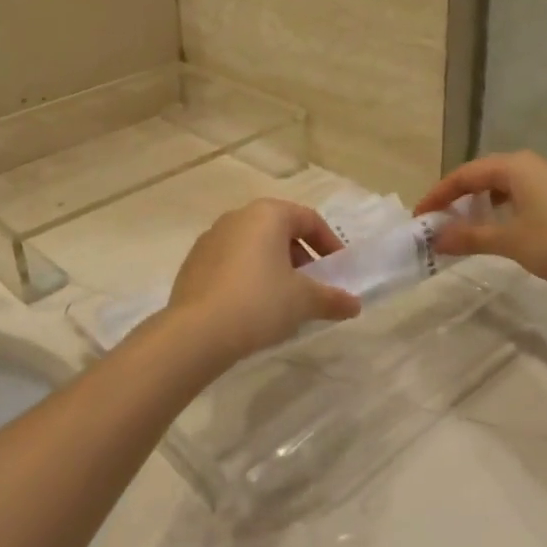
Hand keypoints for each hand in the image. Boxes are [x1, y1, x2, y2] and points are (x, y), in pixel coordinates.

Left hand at [164, 199, 362, 365]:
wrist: (196, 332)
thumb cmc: (259, 302)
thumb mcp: (304, 301)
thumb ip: (332, 299)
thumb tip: (354, 304)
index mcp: (267, 214)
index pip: (308, 219)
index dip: (329, 244)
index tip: (338, 270)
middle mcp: (237, 217)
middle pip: (279, 230)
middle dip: (300, 257)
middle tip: (312, 286)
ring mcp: (210, 238)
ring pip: (253, 246)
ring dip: (273, 267)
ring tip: (283, 300)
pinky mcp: (193, 263)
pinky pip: (230, 263)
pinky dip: (247, 276)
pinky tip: (251, 307)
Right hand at [415, 150, 546, 292]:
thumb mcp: (509, 241)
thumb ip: (469, 237)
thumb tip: (435, 238)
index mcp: (514, 166)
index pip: (463, 174)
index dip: (438, 195)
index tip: (420, 217)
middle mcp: (528, 165)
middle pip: (481, 176)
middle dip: (456, 199)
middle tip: (437, 223)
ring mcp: (546, 180)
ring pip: (500, 187)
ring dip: (477, 205)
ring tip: (462, 228)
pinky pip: (516, 196)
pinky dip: (498, 211)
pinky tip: (496, 231)